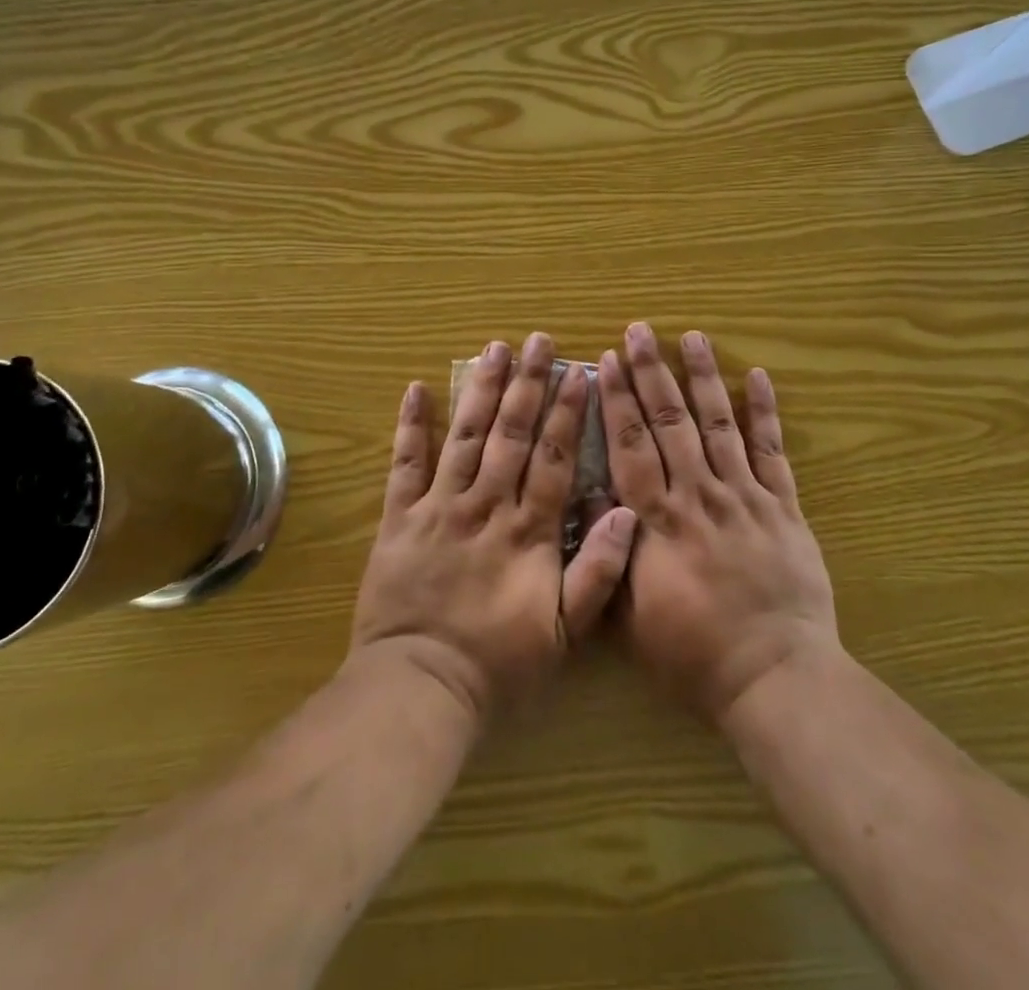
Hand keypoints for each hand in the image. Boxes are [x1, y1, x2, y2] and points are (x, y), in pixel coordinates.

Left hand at [350, 333, 639, 723]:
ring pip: (465, 437)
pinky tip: (415, 388)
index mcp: (529, 530)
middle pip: (511, 434)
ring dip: (481, 389)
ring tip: (494, 349)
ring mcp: (440, 507)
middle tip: (538, 341)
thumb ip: (599, 571)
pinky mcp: (400, 517)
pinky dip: (410, 426)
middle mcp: (487, 506)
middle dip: (528, 384)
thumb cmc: (500, 664)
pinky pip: (405, 464)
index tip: (579, 372)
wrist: (421, 686)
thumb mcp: (565, 632)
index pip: (555, 458)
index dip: (568, 413)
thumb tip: (628, 511)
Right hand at [599, 323, 839, 724]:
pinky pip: (772, 450)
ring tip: (691, 337)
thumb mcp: (630, 614)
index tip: (606, 361)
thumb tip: (588, 495)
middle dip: (651, 372)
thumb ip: (607, 552)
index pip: (630, 446)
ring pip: (719, 424)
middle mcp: (699, 495)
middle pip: (670, 422)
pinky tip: (758, 375)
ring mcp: (745, 496)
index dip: (617, 400)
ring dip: (703, 377)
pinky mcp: (783, 506)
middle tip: (639, 331)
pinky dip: (765, 411)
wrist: (773, 676)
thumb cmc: (692, 653)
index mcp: (659, 520)